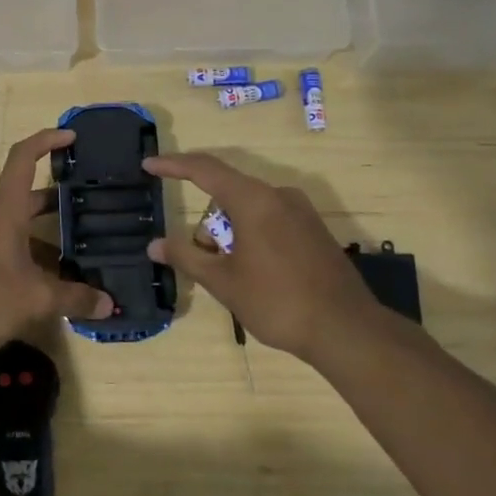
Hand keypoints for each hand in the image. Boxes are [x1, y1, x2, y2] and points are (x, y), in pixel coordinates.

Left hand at [0, 128, 115, 349]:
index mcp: (4, 208)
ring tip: (70, 255)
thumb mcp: (36, 298)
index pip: (24, 157)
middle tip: (83, 209)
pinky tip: (38, 281)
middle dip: (53, 202)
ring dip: (38, 235)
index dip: (47, 140)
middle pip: (23, 196)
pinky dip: (21, 253)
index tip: (70, 136)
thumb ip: (74, 298)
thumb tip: (108, 305)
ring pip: (12, 225)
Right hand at [144, 151, 381, 361]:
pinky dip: (252, 237)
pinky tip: (257, 274)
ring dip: (230, 234)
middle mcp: (278, 195)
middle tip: (203, 261)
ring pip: (249, 210)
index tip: (149, 165)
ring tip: (232, 276)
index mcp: (254, 200)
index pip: (204, 169)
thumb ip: (187, 257)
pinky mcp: (314, 230)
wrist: (347, 330)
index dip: (173, 165)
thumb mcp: (224, 282)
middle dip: (208, 225)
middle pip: (227, 195)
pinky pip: (270, 220)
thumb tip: (155, 244)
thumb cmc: (278, 301)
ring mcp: (301, 211)